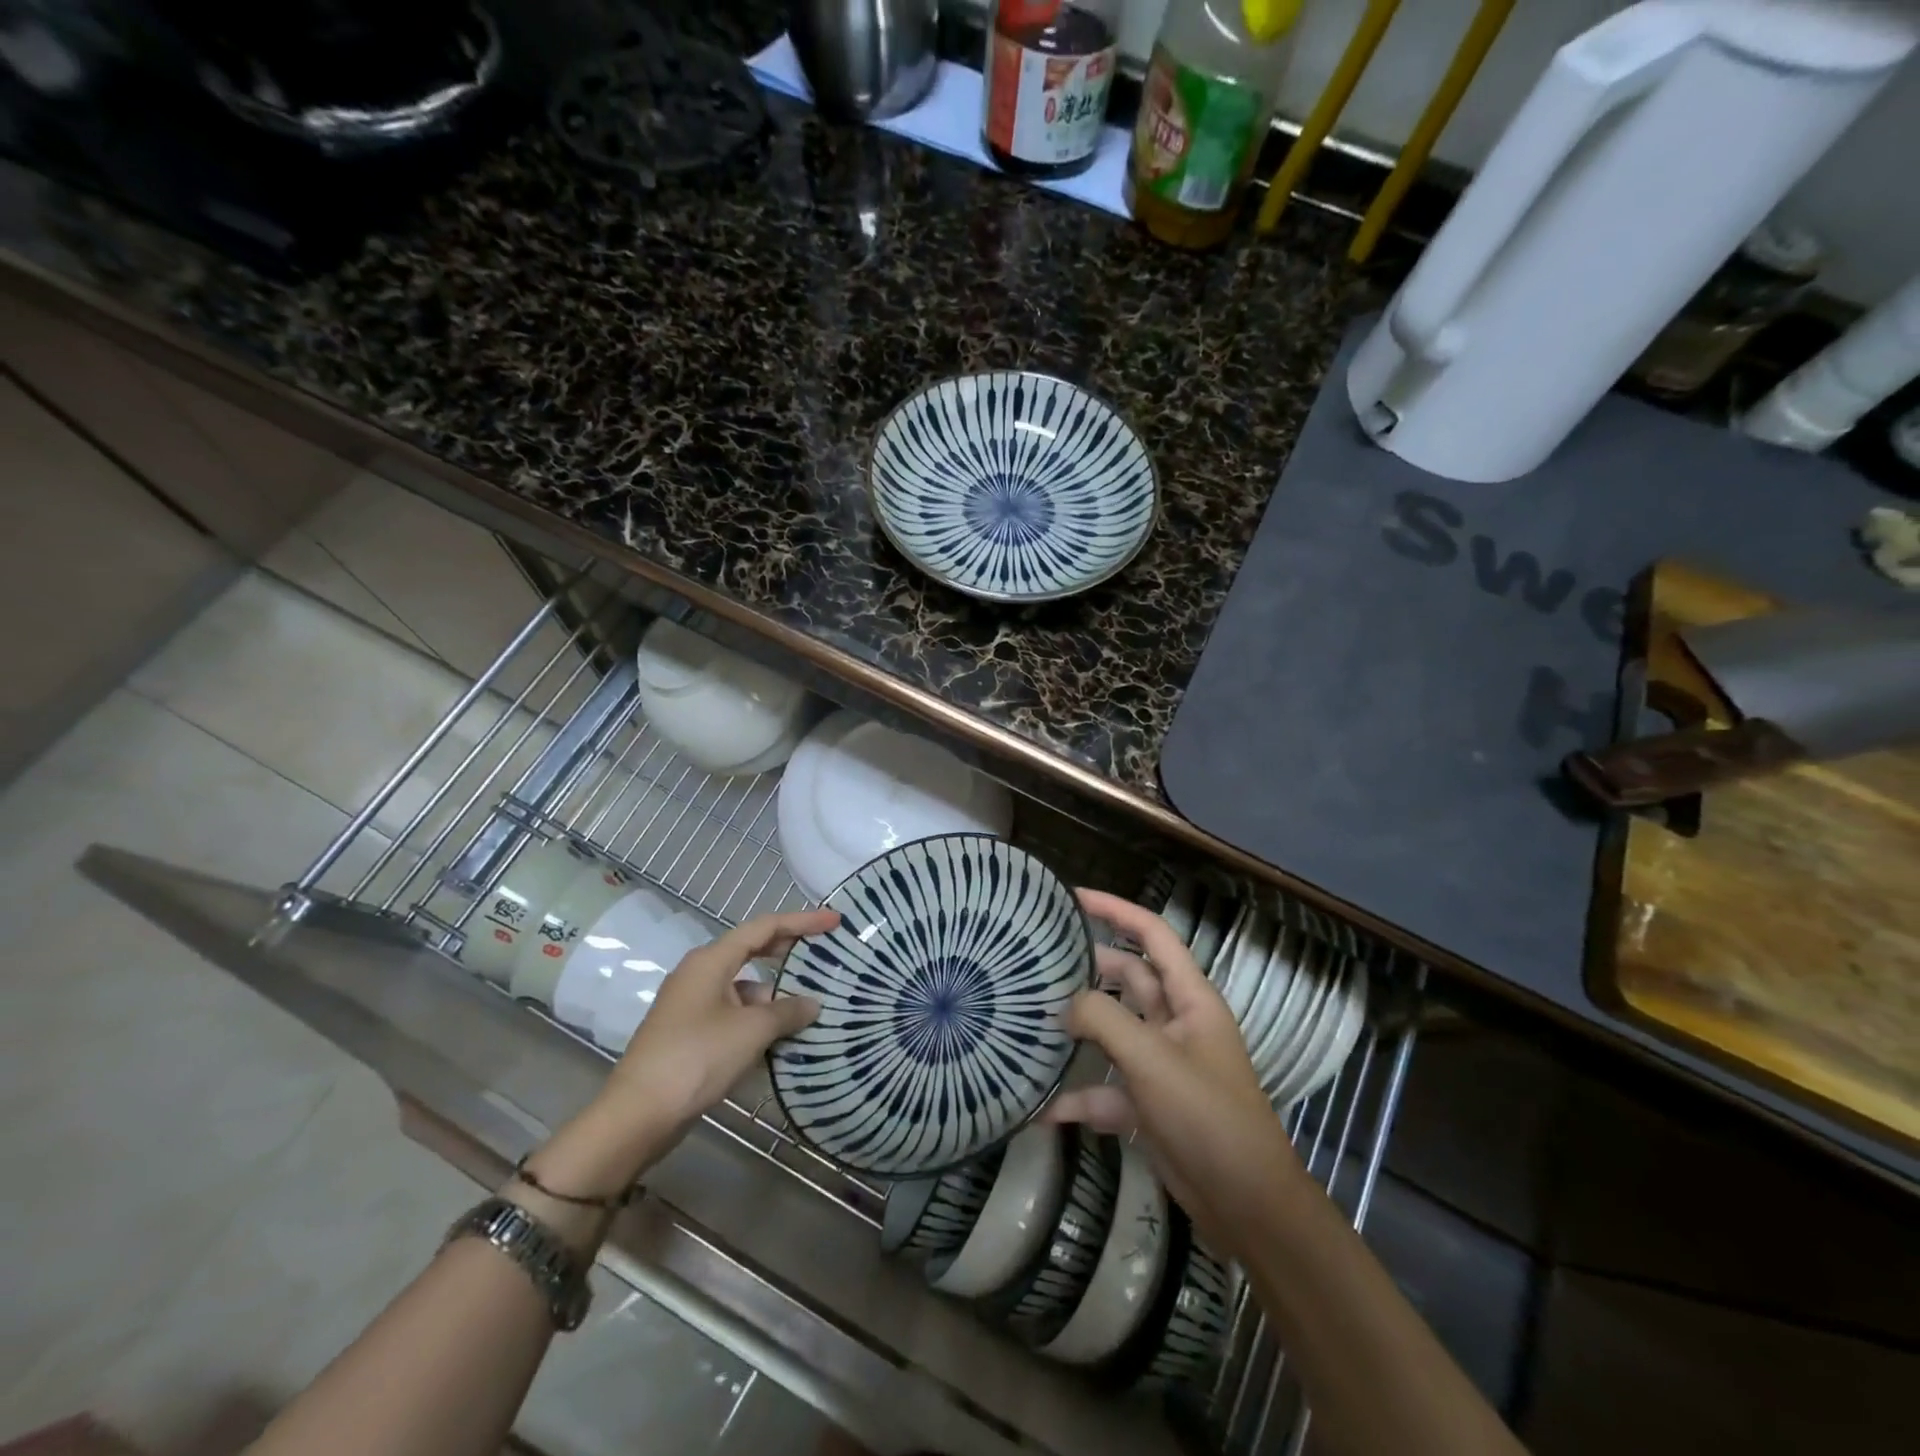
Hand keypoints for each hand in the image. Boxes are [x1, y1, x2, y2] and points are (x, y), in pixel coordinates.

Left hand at [606, 907, 838, 1131]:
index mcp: (712, 960)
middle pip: (752, 950)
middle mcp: (700, 973)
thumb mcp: (751, 1031)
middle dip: (788, 952)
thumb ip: (787, 1012)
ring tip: (810, 1008)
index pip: (765, 927)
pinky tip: (780, 1038)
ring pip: (744, 987)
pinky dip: (758, 1019)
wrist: (638, 1114)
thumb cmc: (697, 1058)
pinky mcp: (690, 1032)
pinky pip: (733, 1012)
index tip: (835, 921)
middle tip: (824, 954)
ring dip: (775, 995)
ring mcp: (692, 1003)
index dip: (803, 921)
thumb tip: (812, 1004)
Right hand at [1046, 889, 1300, 1262]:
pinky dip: (1078, 1096)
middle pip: (1127, 978)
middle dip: (1088, 968)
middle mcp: (1176, 1022)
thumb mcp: (1152, 1060)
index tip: (1072, 898)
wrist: (1246, 1205)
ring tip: (1030, 1019)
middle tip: (1039, 961)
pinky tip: (1040, 1107)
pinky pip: (1106, 1088)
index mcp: (1190, 998)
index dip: (1116, 910)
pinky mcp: (1148, 1103)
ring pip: (1112, 1030)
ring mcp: (1161, 1064)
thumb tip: (1065, 1004)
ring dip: (1078, 1029)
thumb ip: (1103, 1021)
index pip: (1152, 934)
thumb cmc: (1207, 1116)